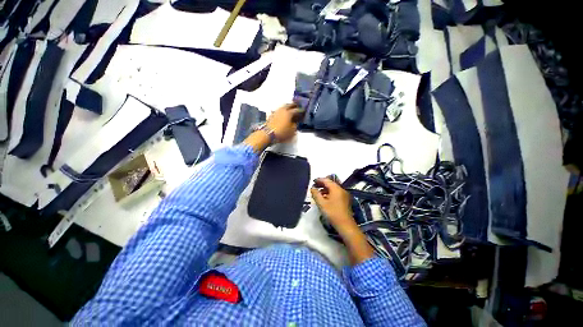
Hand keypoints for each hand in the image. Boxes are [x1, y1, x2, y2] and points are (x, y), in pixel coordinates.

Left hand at [266, 103, 302, 141]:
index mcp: (289, 113)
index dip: (301, 111)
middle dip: (293, 105)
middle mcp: (283, 110)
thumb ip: (295, 126)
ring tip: (289, 109)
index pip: (297, 110)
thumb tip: (295, 123)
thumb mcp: (292, 131)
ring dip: (287, 107)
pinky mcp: (271, 114)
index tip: (303, 111)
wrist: (268, 134)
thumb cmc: (281, 133)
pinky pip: (278, 110)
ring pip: (283, 106)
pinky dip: (281, 110)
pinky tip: (282, 113)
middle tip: (296, 106)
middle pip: (289, 105)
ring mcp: (276, 111)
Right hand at [310, 178, 356, 234]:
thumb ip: (316, 194)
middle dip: (322, 184)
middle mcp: (341, 189)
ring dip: (325, 189)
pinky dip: (330, 192)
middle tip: (315, 186)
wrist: (345, 225)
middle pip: (331, 183)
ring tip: (318, 192)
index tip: (313, 181)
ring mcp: (344, 194)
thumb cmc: (332, 213)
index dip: (319, 180)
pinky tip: (325, 197)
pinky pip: (336, 192)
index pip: (326, 180)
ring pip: (333, 188)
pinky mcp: (345, 199)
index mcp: (336, 188)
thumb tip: (312, 188)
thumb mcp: (321, 203)